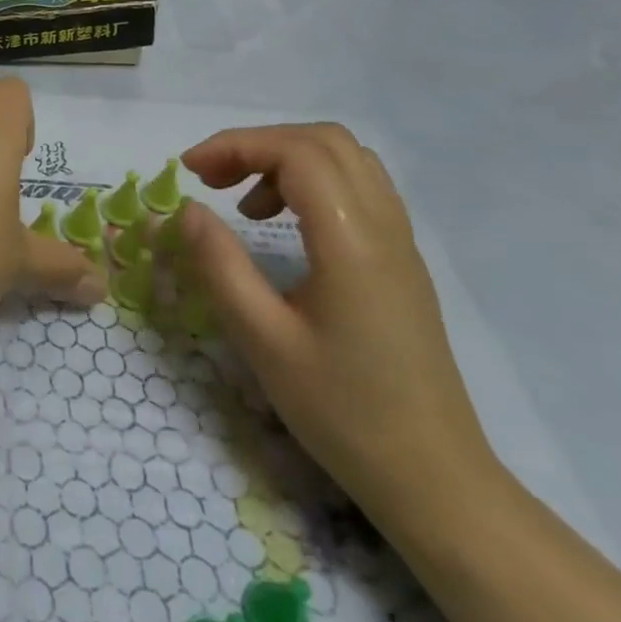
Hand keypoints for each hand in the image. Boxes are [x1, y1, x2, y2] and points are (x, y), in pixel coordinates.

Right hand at [170, 123, 499, 520]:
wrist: (435, 480)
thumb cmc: (342, 411)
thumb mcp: (262, 339)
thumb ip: (219, 264)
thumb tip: (185, 208)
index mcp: (352, 242)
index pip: (296, 152)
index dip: (236, 145)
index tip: (189, 171)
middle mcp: (385, 227)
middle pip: (324, 141)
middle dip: (258, 144)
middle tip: (211, 178)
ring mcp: (401, 243)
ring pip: (346, 159)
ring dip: (286, 159)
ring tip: (242, 202)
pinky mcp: (401, 262)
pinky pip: (359, 189)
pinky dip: (311, 183)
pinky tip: (282, 225)